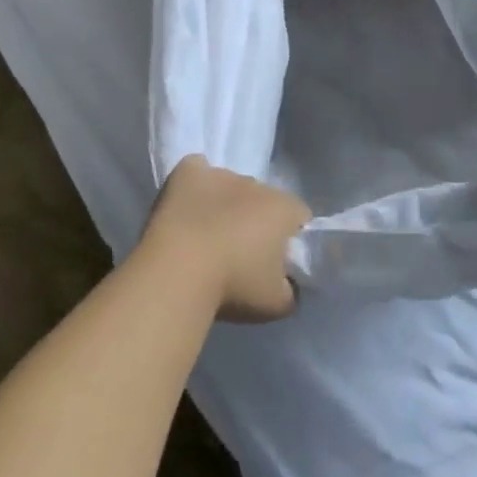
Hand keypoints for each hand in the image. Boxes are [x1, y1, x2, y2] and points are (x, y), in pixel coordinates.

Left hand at [144, 156, 311, 322]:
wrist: (177, 273)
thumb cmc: (232, 287)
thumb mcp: (277, 305)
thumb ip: (291, 290)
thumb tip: (288, 283)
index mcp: (283, 209)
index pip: (299, 216)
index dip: (290, 238)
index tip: (277, 262)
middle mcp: (256, 184)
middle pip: (263, 200)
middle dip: (255, 220)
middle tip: (240, 255)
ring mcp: (220, 174)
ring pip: (230, 187)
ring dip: (226, 206)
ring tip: (206, 239)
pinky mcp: (188, 172)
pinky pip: (197, 171)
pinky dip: (195, 185)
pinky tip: (187, 207)